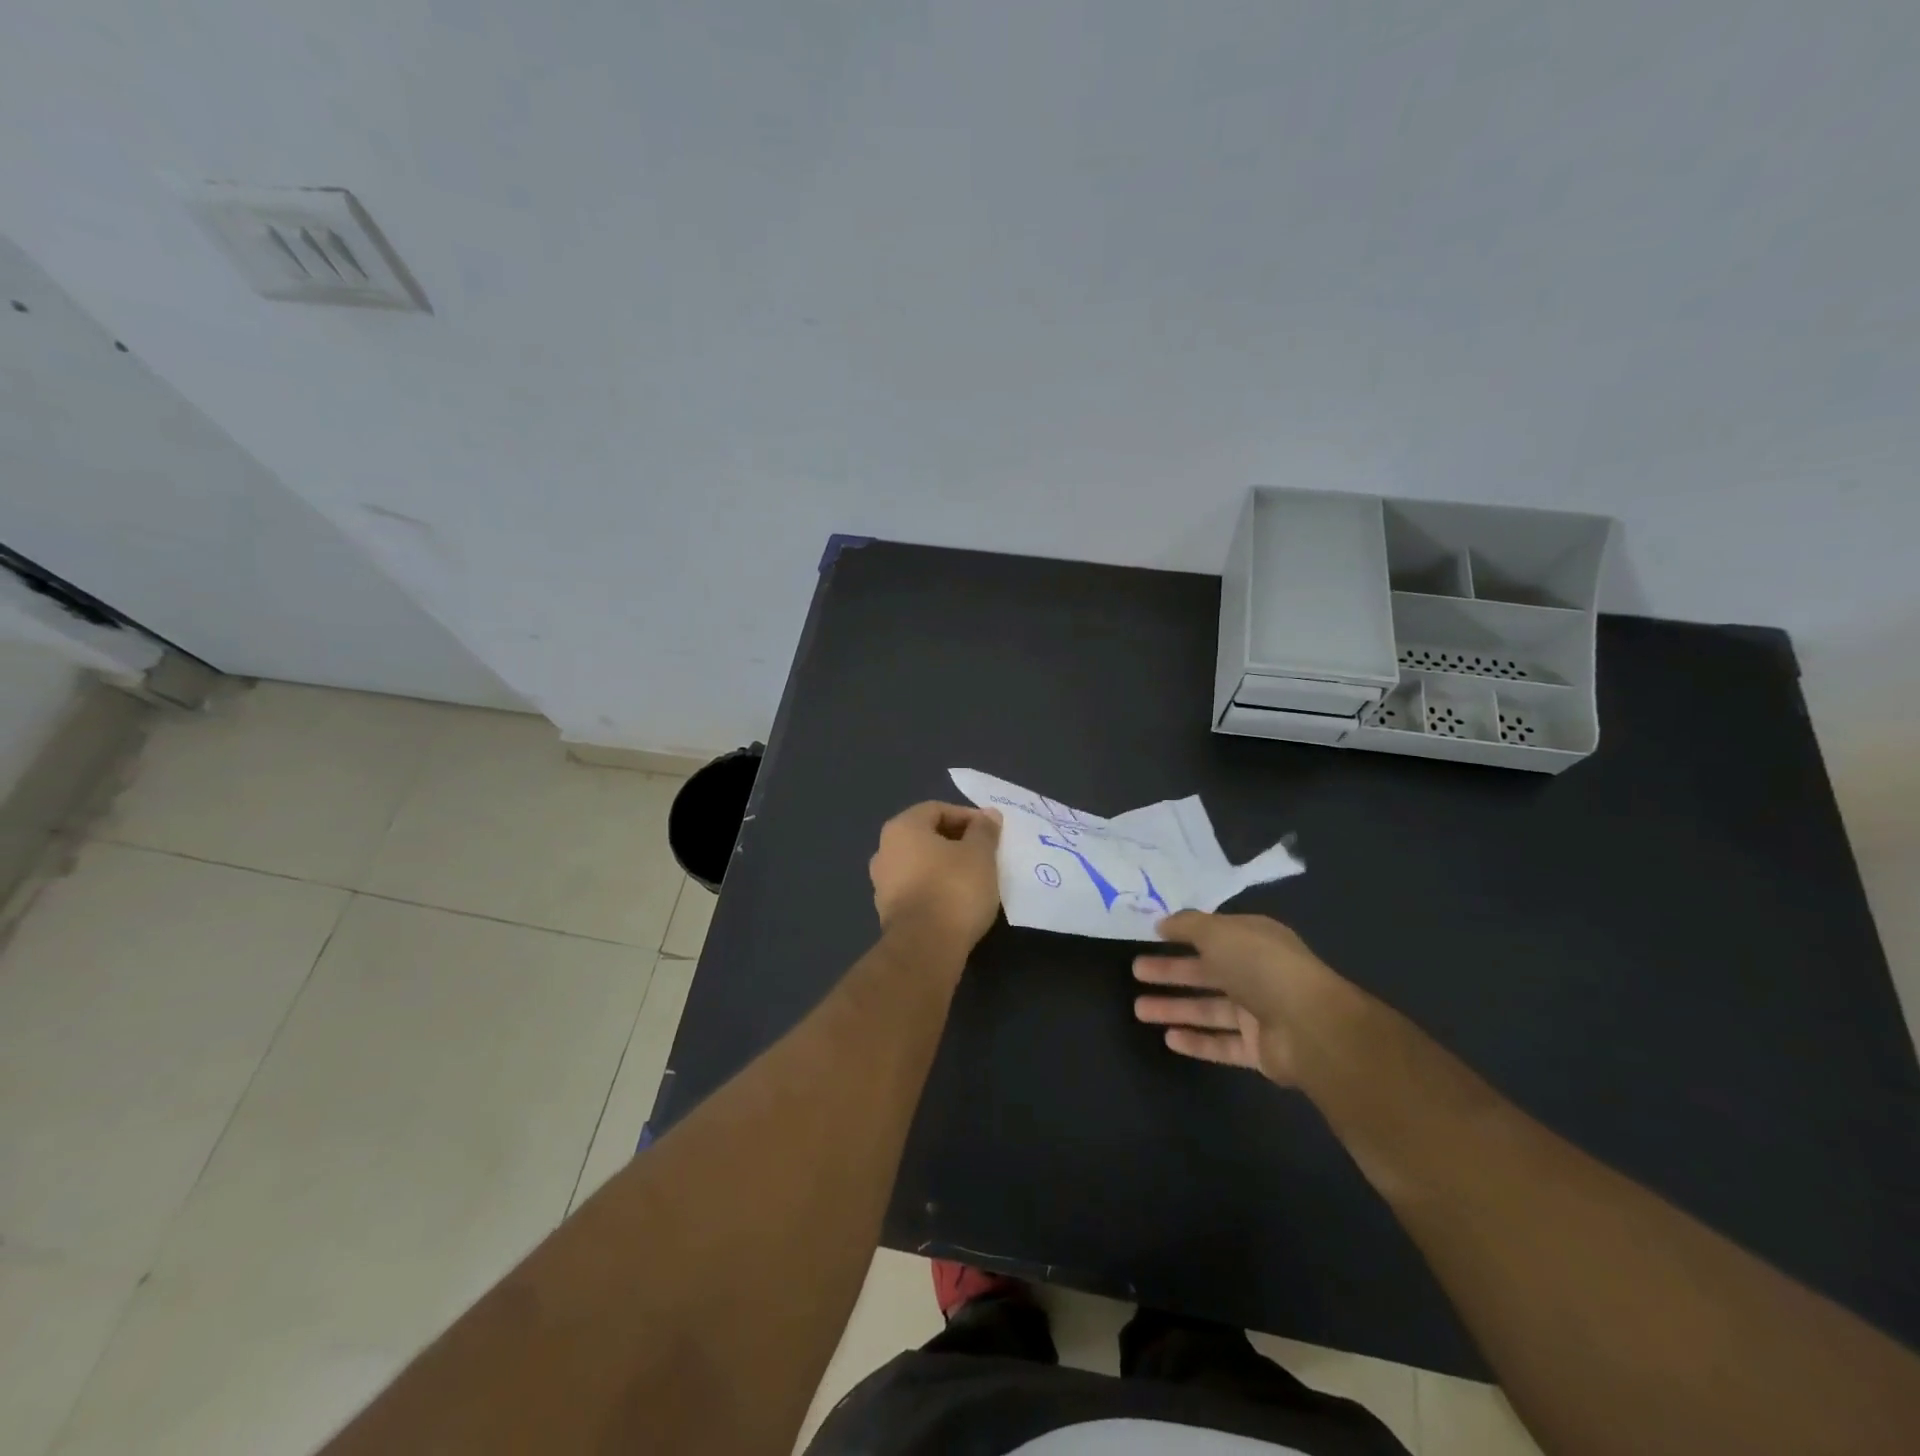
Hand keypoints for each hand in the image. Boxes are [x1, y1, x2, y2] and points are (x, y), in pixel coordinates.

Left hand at [869, 802, 1003, 950]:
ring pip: (920, 864)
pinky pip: (917, 889)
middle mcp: (884, 850)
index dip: (967, 816)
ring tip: (974, 877)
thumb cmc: (954, 888)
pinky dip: (936, 888)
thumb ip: (984, 830)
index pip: (937, 810)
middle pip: (926, 836)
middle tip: (985, 853)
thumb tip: (988, 815)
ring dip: (945, 866)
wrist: (925, 947)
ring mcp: (882, 883)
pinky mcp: (888, 912)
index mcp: (902, 828)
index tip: (990, 832)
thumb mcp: (979, 854)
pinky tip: (957, 901)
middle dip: (956, 841)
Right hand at [1133, 911, 1352, 1084]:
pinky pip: (1221, 1044)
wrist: (1311, 1027)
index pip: (1214, 934)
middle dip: (1171, 971)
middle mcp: (1256, 974)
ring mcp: (1259, 1014)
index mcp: (1254, 941)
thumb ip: (1188, 925)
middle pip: (1206, 972)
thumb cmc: (1261, 967)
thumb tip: (1163, 922)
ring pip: (1209, 1009)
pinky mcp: (1259, 1050)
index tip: (1152, 935)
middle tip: (1136, 971)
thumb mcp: (1219, 932)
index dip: (1183, 934)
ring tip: (1139, 1009)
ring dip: (1175, 1007)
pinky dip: (1196, 1042)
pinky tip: (1168, 1039)